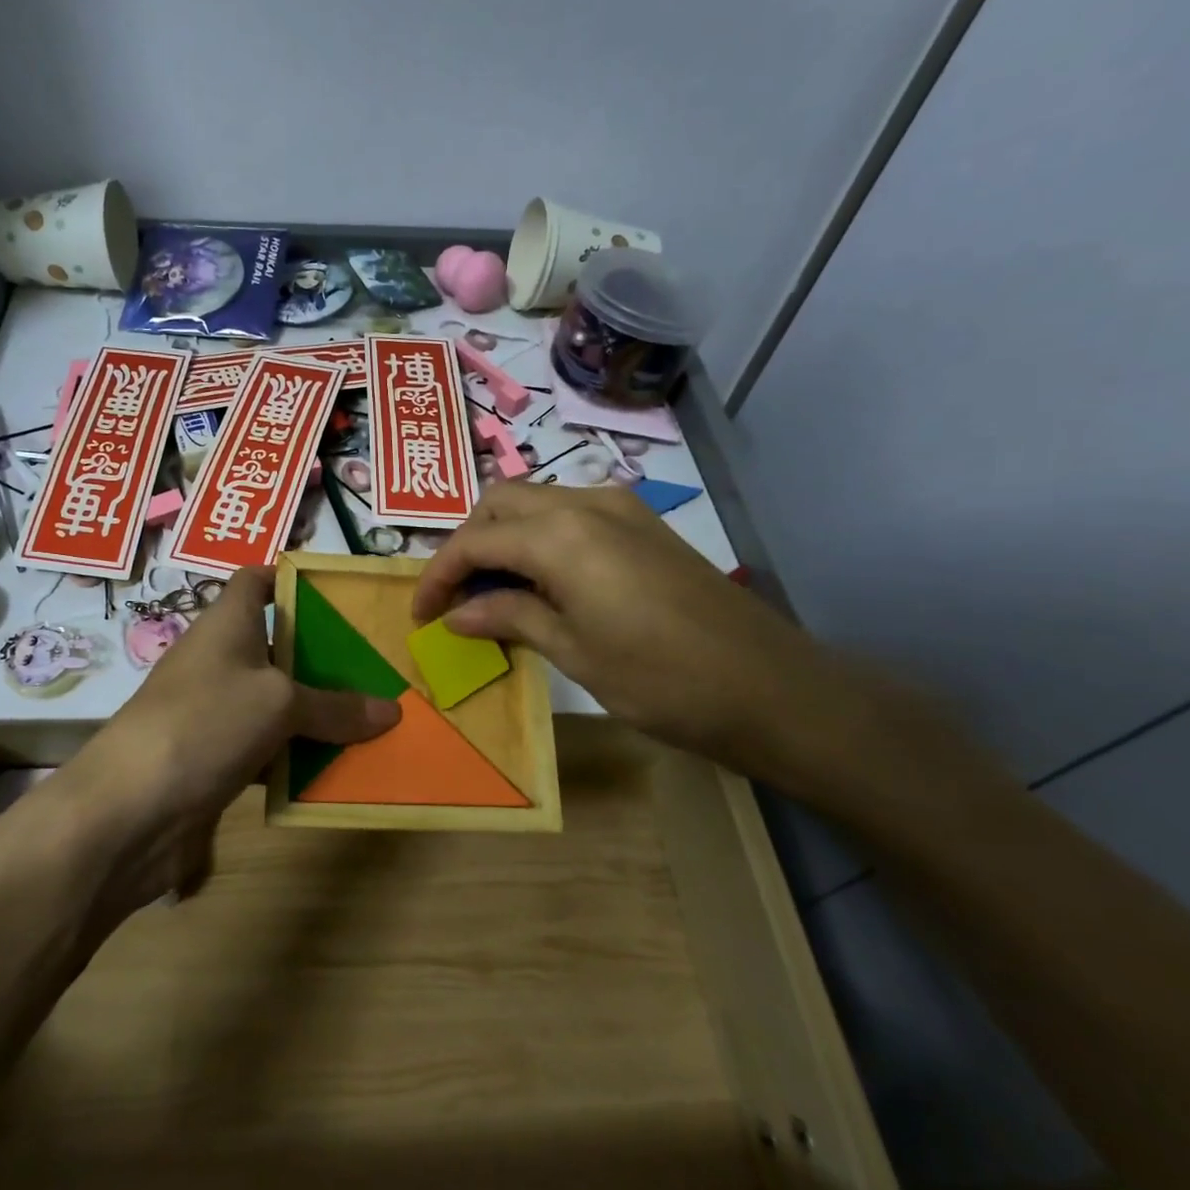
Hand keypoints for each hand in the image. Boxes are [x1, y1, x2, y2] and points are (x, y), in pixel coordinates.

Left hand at [35, 567, 398, 922]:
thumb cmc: (204, 723)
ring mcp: (213, 713)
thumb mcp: (279, 704)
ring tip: (372, 717)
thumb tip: (391, 711)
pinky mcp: (213, 760)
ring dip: (316, 712)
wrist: (129, 810)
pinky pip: (266, 749)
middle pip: (275, 645)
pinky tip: (336, 769)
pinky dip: (296, 757)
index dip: (291, 578)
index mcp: (226, 625)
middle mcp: (219, 662)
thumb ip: (335, 706)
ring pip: (275, 703)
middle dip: (323, 654)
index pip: (255, 581)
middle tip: (376, 664)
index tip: (340, 594)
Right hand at [411, 483, 843, 776]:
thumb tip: (457, 613)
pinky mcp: (643, 524)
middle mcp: (586, 503)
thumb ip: (509, 617)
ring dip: (502, 537)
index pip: (474, 540)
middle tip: (455, 596)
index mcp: (561, 535)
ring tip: (491, 592)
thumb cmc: (660, 680)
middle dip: (466, 543)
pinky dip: (539, 538)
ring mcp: (620, 508)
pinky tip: (540, 582)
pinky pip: (570, 515)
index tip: (420, 614)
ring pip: (535, 502)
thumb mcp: (573, 651)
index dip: (438, 575)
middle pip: (500, 502)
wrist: (768, 687)